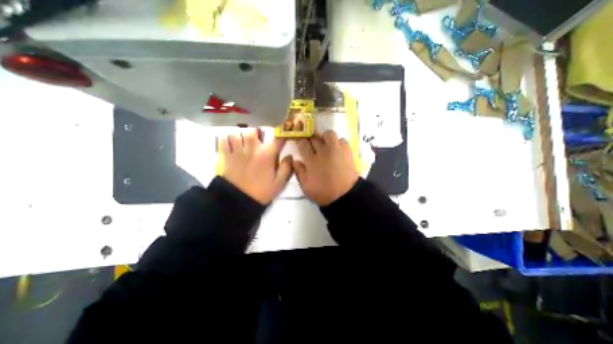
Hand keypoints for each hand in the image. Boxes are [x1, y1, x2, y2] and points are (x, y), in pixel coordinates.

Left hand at [222, 129, 292, 203]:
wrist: (239, 201)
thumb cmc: (261, 192)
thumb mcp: (279, 183)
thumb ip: (286, 168)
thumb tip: (290, 156)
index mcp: (267, 155)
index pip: (277, 139)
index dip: (282, 134)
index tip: (284, 135)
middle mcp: (252, 149)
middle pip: (254, 131)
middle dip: (258, 133)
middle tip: (259, 139)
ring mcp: (238, 151)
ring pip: (238, 133)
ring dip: (242, 135)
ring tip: (244, 141)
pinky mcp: (227, 156)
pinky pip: (224, 141)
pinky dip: (227, 139)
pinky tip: (232, 144)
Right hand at [292, 130, 360, 204]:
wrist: (345, 196)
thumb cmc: (323, 193)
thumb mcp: (306, 187)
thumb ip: (299, 172)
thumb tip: (294, 160)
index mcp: (312, 161)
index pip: (303, 144)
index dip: (300, 141)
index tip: (301, 143)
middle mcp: (323, 152)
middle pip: (314, 137)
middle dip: (311, 139)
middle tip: (312, 145)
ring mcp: (336, 150)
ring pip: (329, 134)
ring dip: (325, 138)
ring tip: (326, 145)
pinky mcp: (347, 151)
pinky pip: (342, 140)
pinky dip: (338, 143)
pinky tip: (337, 150)